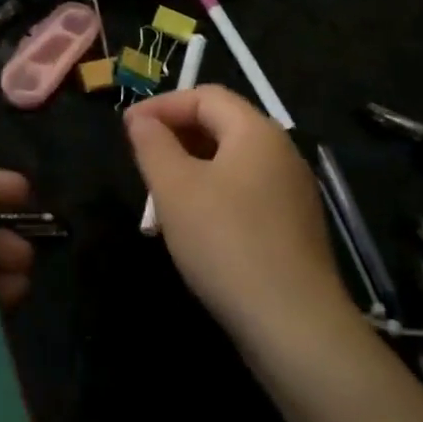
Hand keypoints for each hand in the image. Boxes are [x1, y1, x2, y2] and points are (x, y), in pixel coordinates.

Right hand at [125, 86, 351, 349]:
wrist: (294, 326)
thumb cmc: (226, 243)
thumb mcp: (175, 188)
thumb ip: (153, 145)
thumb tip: (140, 119)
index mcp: (257, 131)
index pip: (205, 95)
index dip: (163, 105)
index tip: (127, 127)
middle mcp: (282, 151)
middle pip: (223, 124)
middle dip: (178, 133)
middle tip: (143, 157)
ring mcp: (293, 191)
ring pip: (234, 160)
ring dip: (194, 165)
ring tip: (162, 193)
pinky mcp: (295, 227)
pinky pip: (248, 191)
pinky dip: (216, 192)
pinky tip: (196, 224)